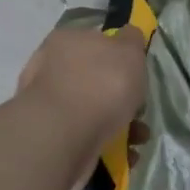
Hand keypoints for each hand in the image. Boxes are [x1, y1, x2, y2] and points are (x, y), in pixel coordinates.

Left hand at [17, 27, 149, 170]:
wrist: (64, 135)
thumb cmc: (101, 84)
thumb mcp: (129, 50)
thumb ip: (131, 40)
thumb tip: (129, 35)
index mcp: (66, 41)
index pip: (94, 41)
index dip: (118, 56)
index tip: (135, 74)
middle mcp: (51, 69)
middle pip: (94, 80)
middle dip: (121, 98)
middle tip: (140, 110)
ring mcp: (48, 106)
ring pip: (93, 112)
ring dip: (121, 125)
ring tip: (139, 138)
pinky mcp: (51, 137)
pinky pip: (87, 138)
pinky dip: (108, 146)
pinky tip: (126, 155)